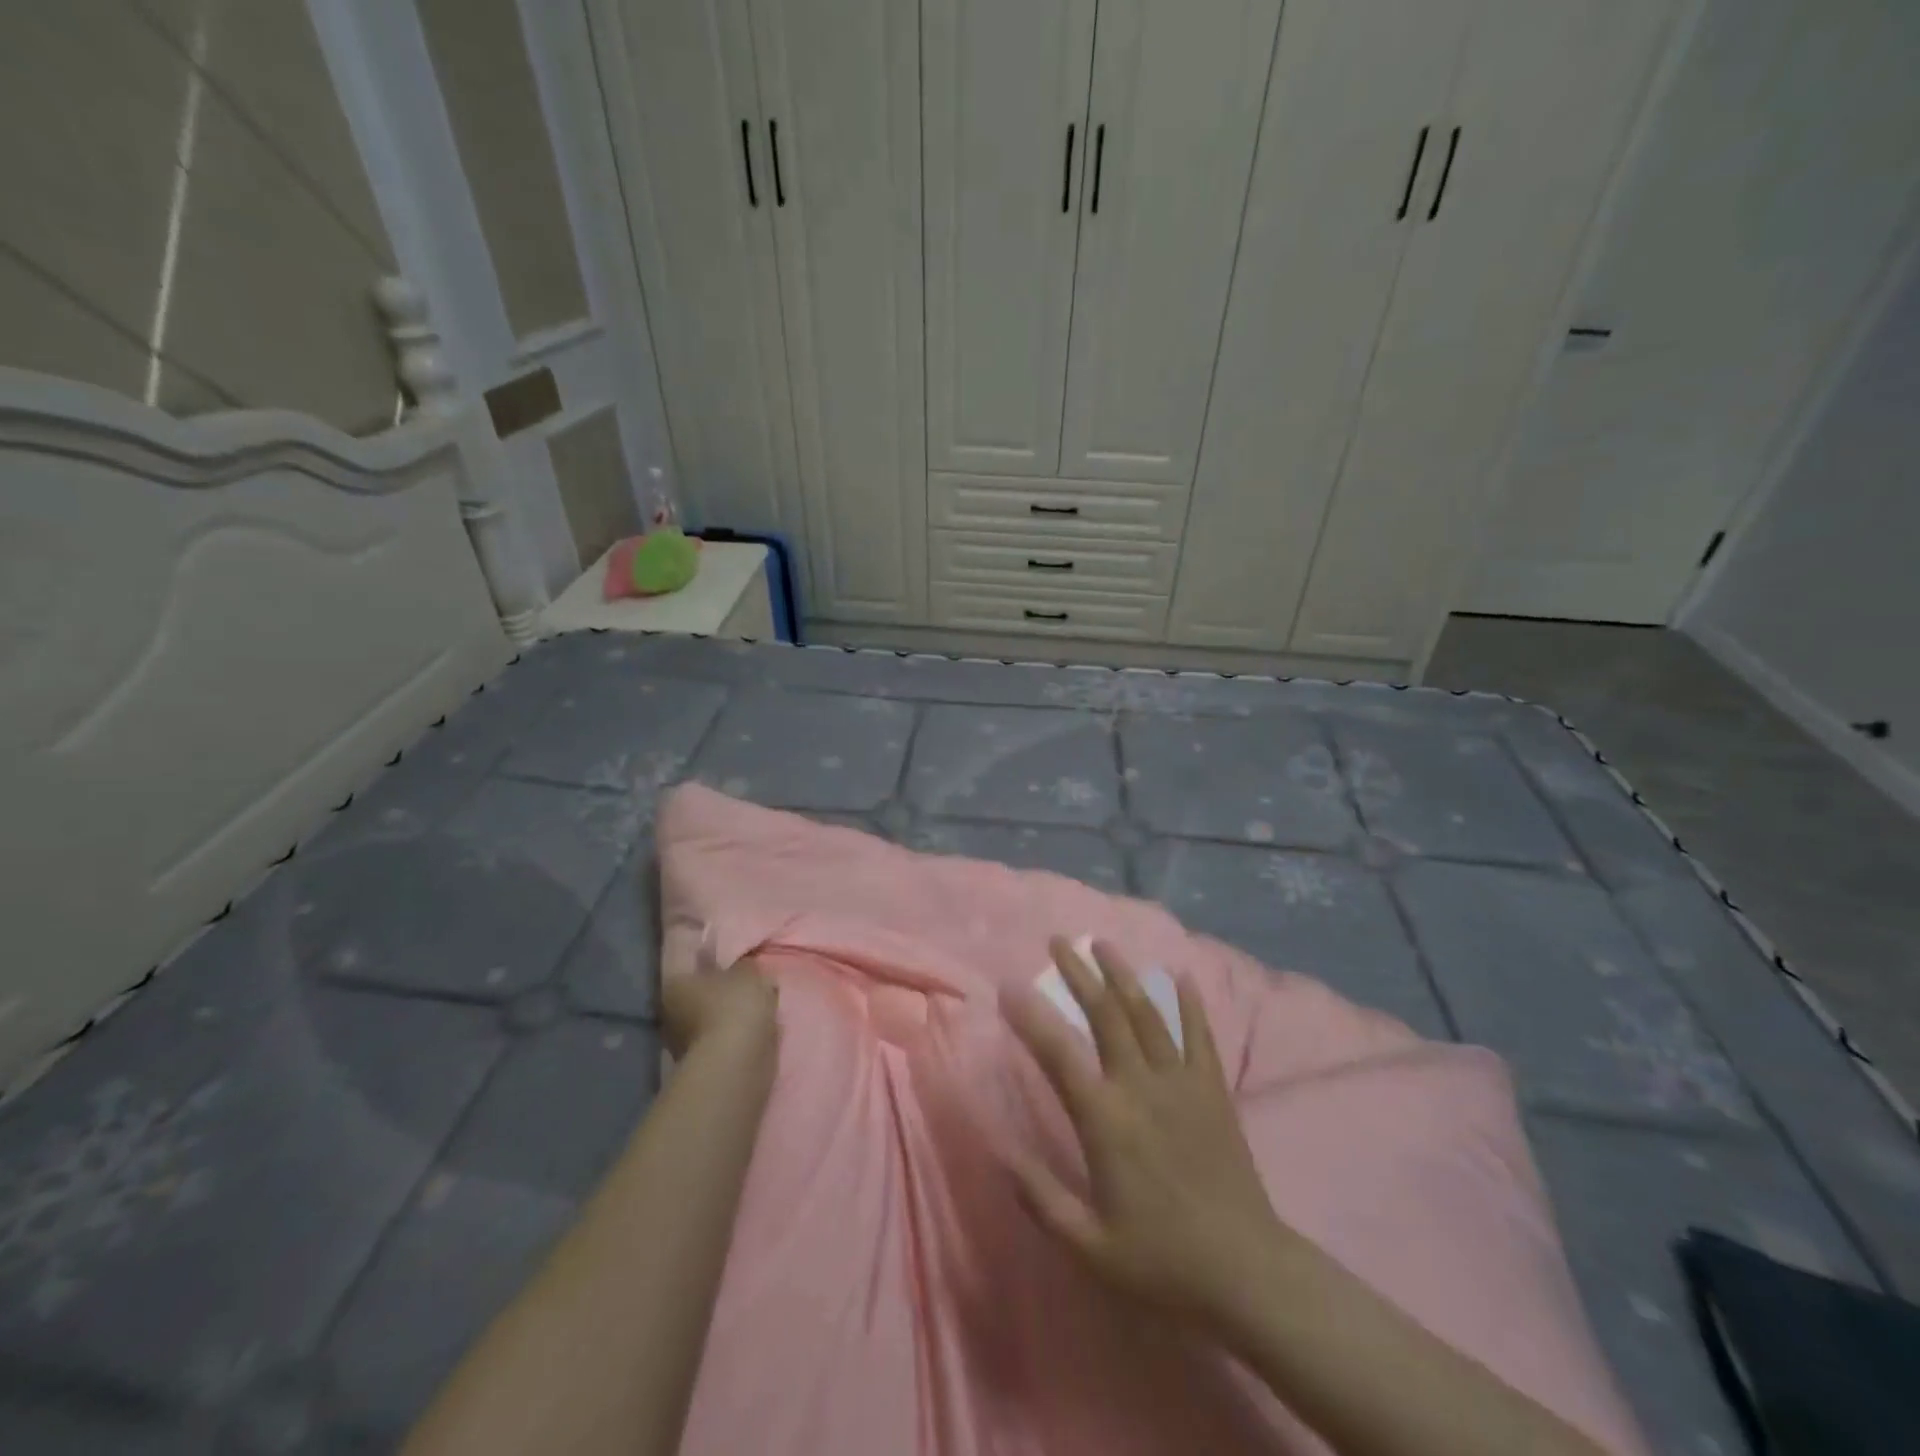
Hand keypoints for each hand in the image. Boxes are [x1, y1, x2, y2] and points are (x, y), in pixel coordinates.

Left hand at [661, 952, 777, 1061]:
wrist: (736, 1063)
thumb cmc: (735, 1006)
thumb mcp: (748, 972)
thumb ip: (744, 965)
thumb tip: (742, 967)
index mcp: (674, 984)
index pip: (693, 968)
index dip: (716, 964)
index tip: (737, 964)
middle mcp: (670, 1014)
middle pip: (700, 996)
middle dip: (722, 993)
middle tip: (751, 986)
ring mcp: (682, 1044)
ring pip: (711, 1021)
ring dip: (730, 1017)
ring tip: (759, 1010)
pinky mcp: (701, 1066)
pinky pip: (722, 1041)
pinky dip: (736, 1038)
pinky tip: (756, 1032)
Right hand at [1003, 938, 1291, 1331]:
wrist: (1247, 1272)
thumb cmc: (1162, 1260)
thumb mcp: (1089, 1245)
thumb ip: (1041, 1198)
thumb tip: (998, 1153)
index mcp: (1105, 1120)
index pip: (1059, 1053)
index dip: (1031, 1015)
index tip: (1009, 985)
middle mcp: (1141, 1086)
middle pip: (1106, 1015)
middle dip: (1080, 973)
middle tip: (1059, 941)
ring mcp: (1181, 1083)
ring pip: (1148, 1014)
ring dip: (1123, 975)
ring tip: (1103, 944)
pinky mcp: (1213, 1090)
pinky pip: (1200, 1036)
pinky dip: (1190, 1003)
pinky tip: (1181, 976)